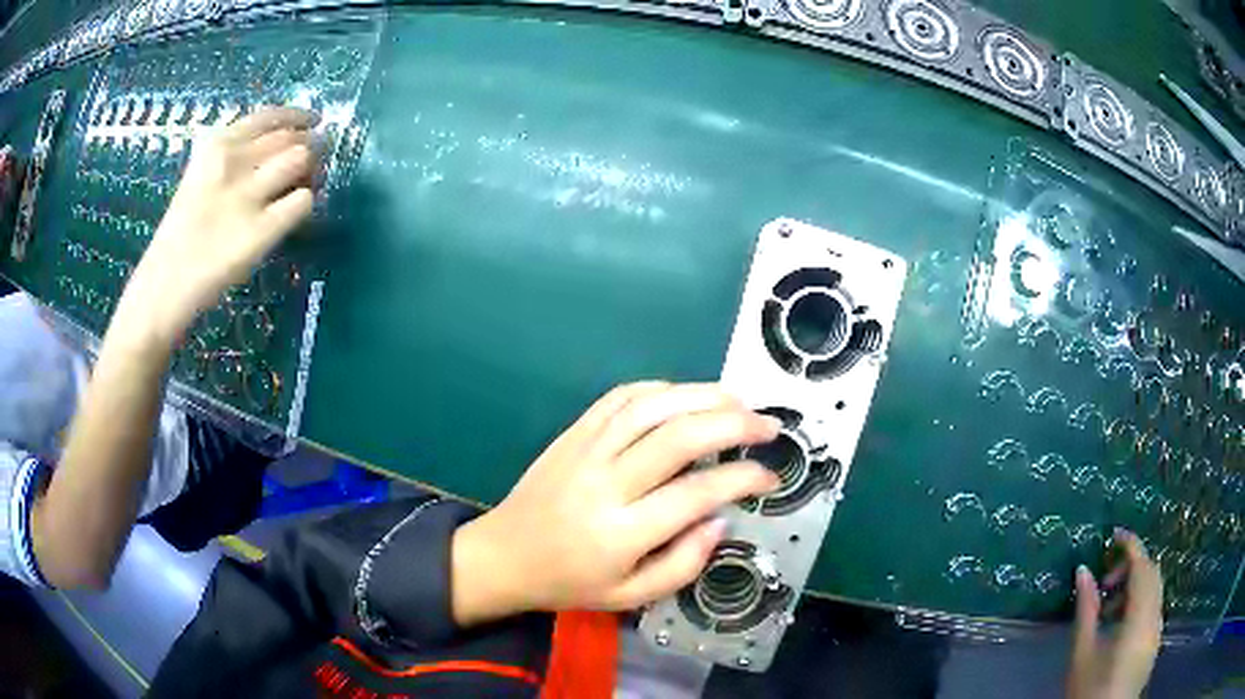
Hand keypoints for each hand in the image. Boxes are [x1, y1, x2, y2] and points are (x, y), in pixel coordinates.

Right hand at [117, 106, 319, 346]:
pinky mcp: (260, 231)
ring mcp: (245, 195)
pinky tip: (294, 211)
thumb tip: (286, 142)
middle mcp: (232, 161)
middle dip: (310, 145)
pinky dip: (306, 202)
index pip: (269, 116)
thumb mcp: (202, 174)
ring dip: (311, 169)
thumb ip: (236, 154)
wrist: (166, 283)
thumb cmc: (184, 230)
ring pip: (300, 160)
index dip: (298, 116)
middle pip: (291, 137)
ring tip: (306, 183)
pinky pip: (302, 202)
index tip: (314, 121)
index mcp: (217, 144)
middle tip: (314, 160)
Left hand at [451, 382, 781, 626]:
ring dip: (703, 395)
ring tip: (739, 399)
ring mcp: (585, 451)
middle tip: (769, 426)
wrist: (504, 556)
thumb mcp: (630, 596)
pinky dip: (660, 389)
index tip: (771, 476)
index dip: (743, 478)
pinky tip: (686, 395)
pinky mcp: (573, 433)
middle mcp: (605, 484)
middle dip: (735, 424)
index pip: (697, 494)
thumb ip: (683, 564)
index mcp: (621, 534)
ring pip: (652, 407)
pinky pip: (619, 397)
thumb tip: (721, 519)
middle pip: (679, 437)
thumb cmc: (571, 583)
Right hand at [1067, 529, 1163, 698]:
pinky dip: (1140, 604)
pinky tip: (1119, 628)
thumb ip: (1085, 610)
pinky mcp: (1155, 642)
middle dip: (1132, 567)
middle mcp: (1156, 616)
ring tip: (1108, 611)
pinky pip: (1154, 607)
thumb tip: (1083, 571)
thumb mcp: (1082, 653)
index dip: (1131, 545)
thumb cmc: (1090, 690)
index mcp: (1140, 617)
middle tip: (1105, 582)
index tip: (1115, 534)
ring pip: (1155, 590)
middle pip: (1152, 573)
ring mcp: (1158, 629)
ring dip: (1135, 587)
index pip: (1142, 566)